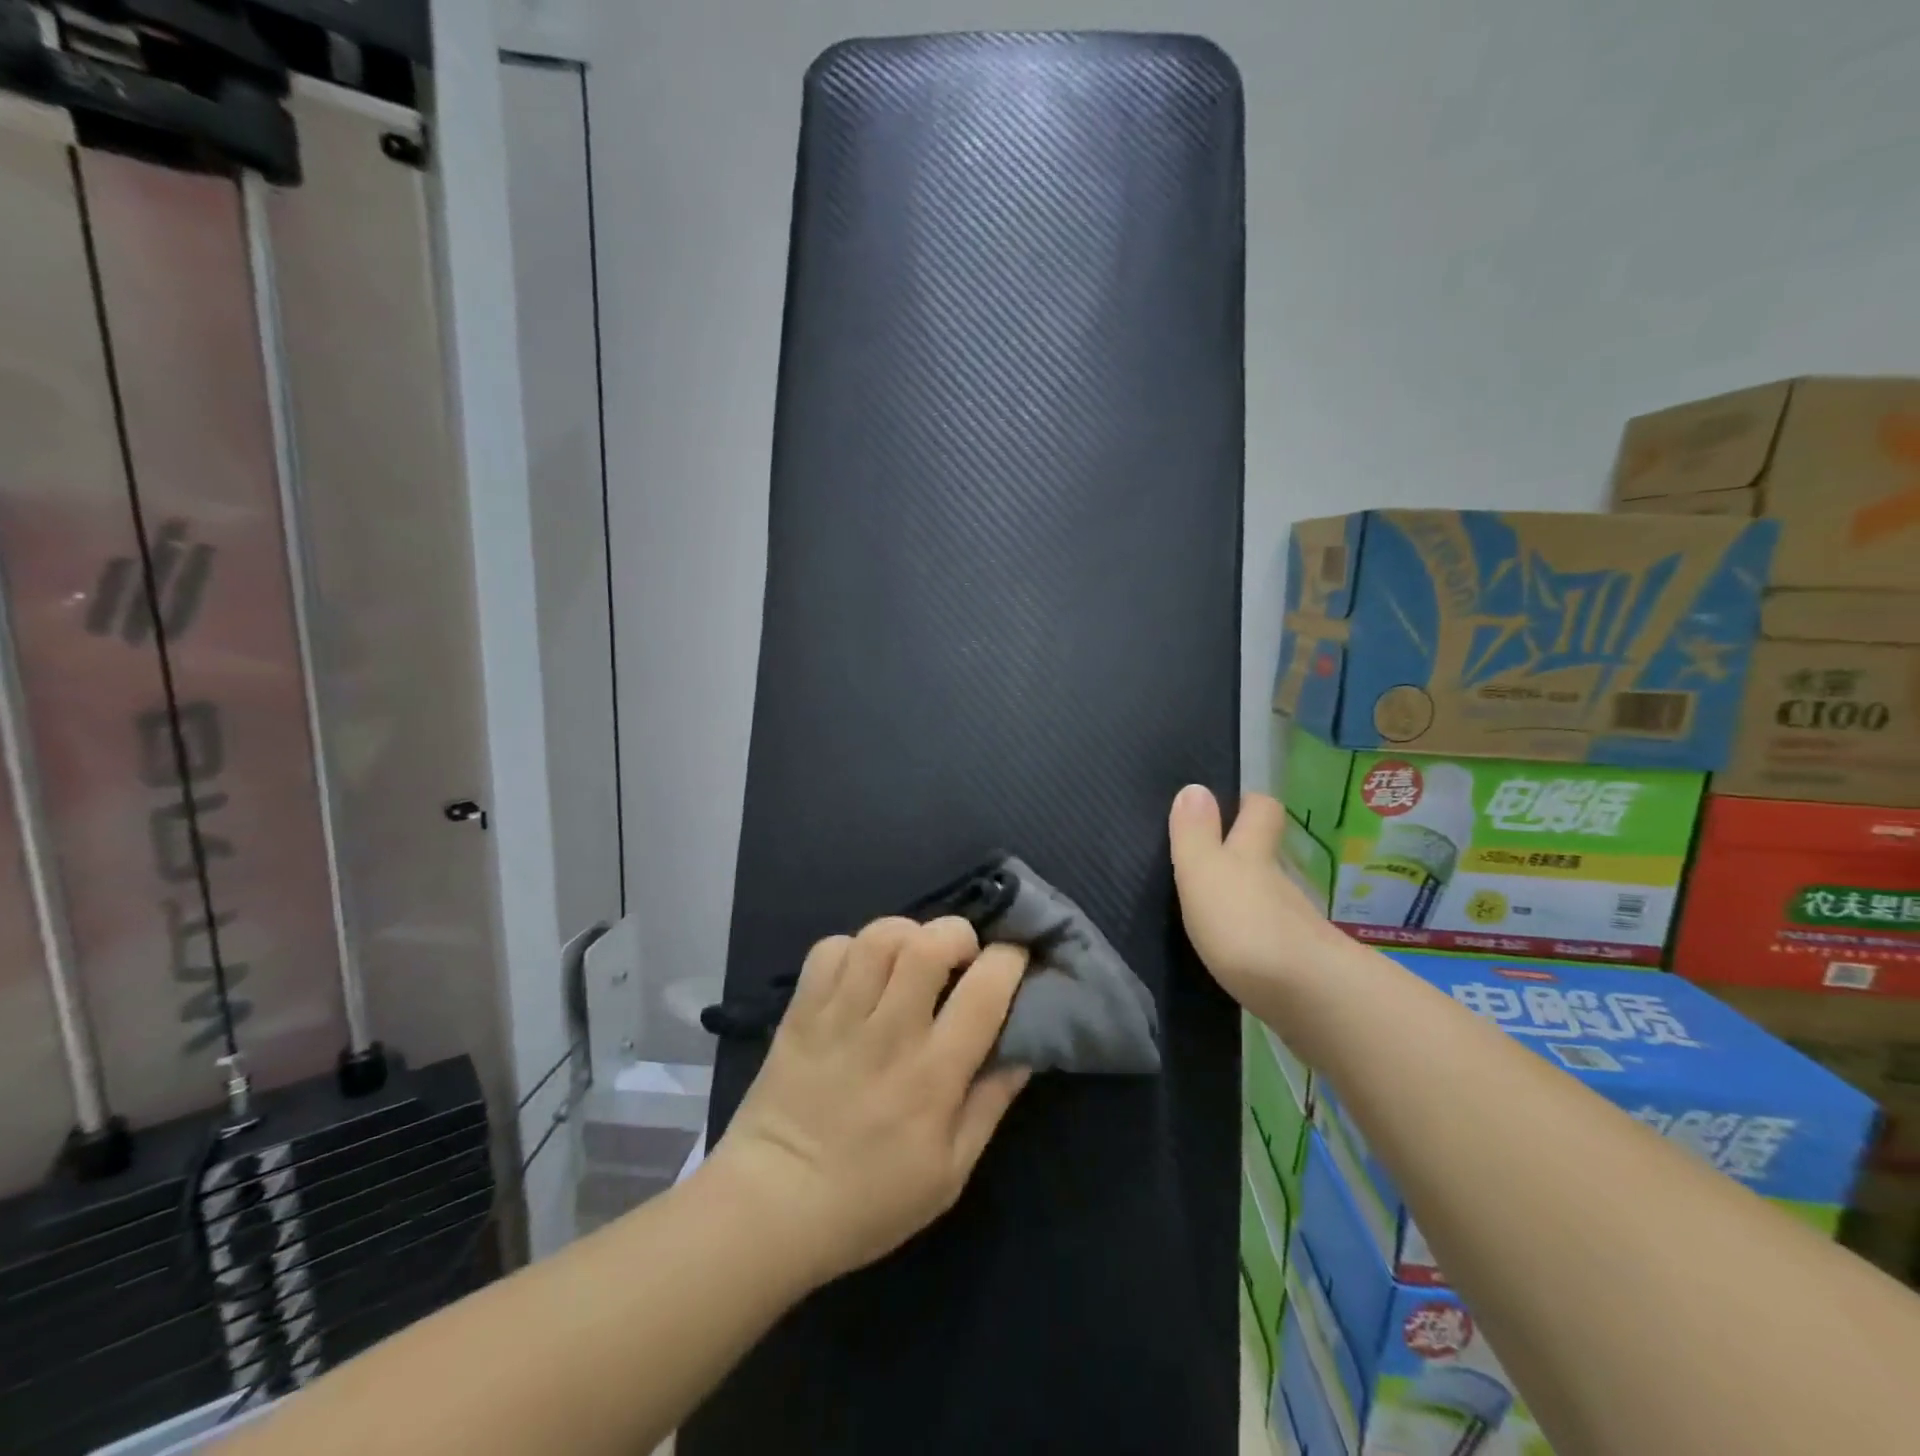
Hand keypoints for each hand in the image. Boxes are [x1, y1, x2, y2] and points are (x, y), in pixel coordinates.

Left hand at [707, 917, 1031, 1289]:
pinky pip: (830, 949)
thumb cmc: (870, 1200)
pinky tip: (862, 972)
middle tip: (960, 956)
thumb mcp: (949, 1173)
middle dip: (957, 934)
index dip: (1009, 959)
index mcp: (933, 1074)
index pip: (984, 991)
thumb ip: (990, 1105)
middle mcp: (889, 1033)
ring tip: (911, 958)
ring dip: (907, 934)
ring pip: (879, 937)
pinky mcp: (801, 1011)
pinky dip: (854, 948)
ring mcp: (839, 1016)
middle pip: (928, 944)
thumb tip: (1024, 1050)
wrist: (771, 1207)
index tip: (1014, 957)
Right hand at [1168, 785, 1346, 1015]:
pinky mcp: (1301, 964)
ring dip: (1249, 899)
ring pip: (1271, 898)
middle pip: (1269, 855)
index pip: (1262, 811)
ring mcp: (1295, 924)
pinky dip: (1258, 938)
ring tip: (1217, 910)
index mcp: (1253, 855)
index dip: (1249, 803)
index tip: (1232, 802)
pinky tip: (1239, 952)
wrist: (1310, 998)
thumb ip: (1195, 833)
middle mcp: (1279, 882)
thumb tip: (1195, 787)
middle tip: (1213, 858)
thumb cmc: (1245, 924)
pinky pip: (1275, 938)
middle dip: (1247, 852)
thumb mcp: (1205, 872)